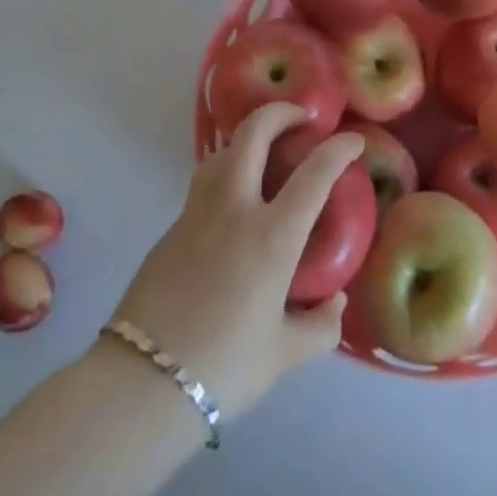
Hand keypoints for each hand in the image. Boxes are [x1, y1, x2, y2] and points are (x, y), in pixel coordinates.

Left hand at [109, 103, 364, 421]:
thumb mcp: (283, 354)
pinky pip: (204, 183)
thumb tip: (336, 302)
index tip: (353, 141)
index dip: (338, 150)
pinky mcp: (172, 227)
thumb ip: (320, 327)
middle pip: (254, 133)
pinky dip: (225, 172)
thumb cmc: (224, 367)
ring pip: (222, 151)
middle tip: (300, 119)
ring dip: (247, 139)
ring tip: (264, 153)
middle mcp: (234, 209)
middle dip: (280, 112)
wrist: (143, 383)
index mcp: (272, 237)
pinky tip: (233, 201)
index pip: (314, 174)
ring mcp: (197, 213)